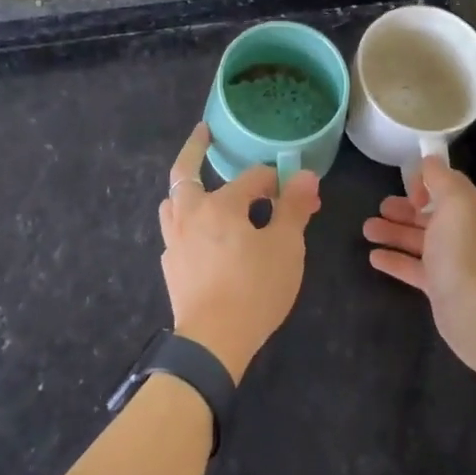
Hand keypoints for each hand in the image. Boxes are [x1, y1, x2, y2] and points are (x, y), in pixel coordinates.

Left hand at [159, 122, 320, 381]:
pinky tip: (201, 237)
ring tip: (197, 186)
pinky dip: (187, 223)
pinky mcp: (171, 267)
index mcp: (220, 204)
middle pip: (185, 173)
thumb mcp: (286, 246)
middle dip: (195, 150)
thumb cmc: (254, 288)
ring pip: (173, 202)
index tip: (298, 192)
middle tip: (204, 134)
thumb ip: (293, 207)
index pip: (252, 179)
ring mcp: (175, 241)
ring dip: (186, 189)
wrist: (213, 341)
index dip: (277, 181)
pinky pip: (176, 233)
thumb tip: (304, 175)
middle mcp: (190, 214)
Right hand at [362, 155, 475, 378]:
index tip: (407, 188)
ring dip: (393, 232)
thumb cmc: (463, 249)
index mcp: (471, 210)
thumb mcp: (455, 201)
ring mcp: (451, 261)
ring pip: (418, 241)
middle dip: (404, 209)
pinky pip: (412, 268)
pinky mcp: (438, 286)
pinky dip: (394, 260)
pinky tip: (373, 257)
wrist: (475, 309)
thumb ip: (441, 178)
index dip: (426, 184)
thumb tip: (429, 161)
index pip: (448, 188)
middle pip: (430, 215)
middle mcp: (463, 233)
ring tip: (366, 230)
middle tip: (379, 207)